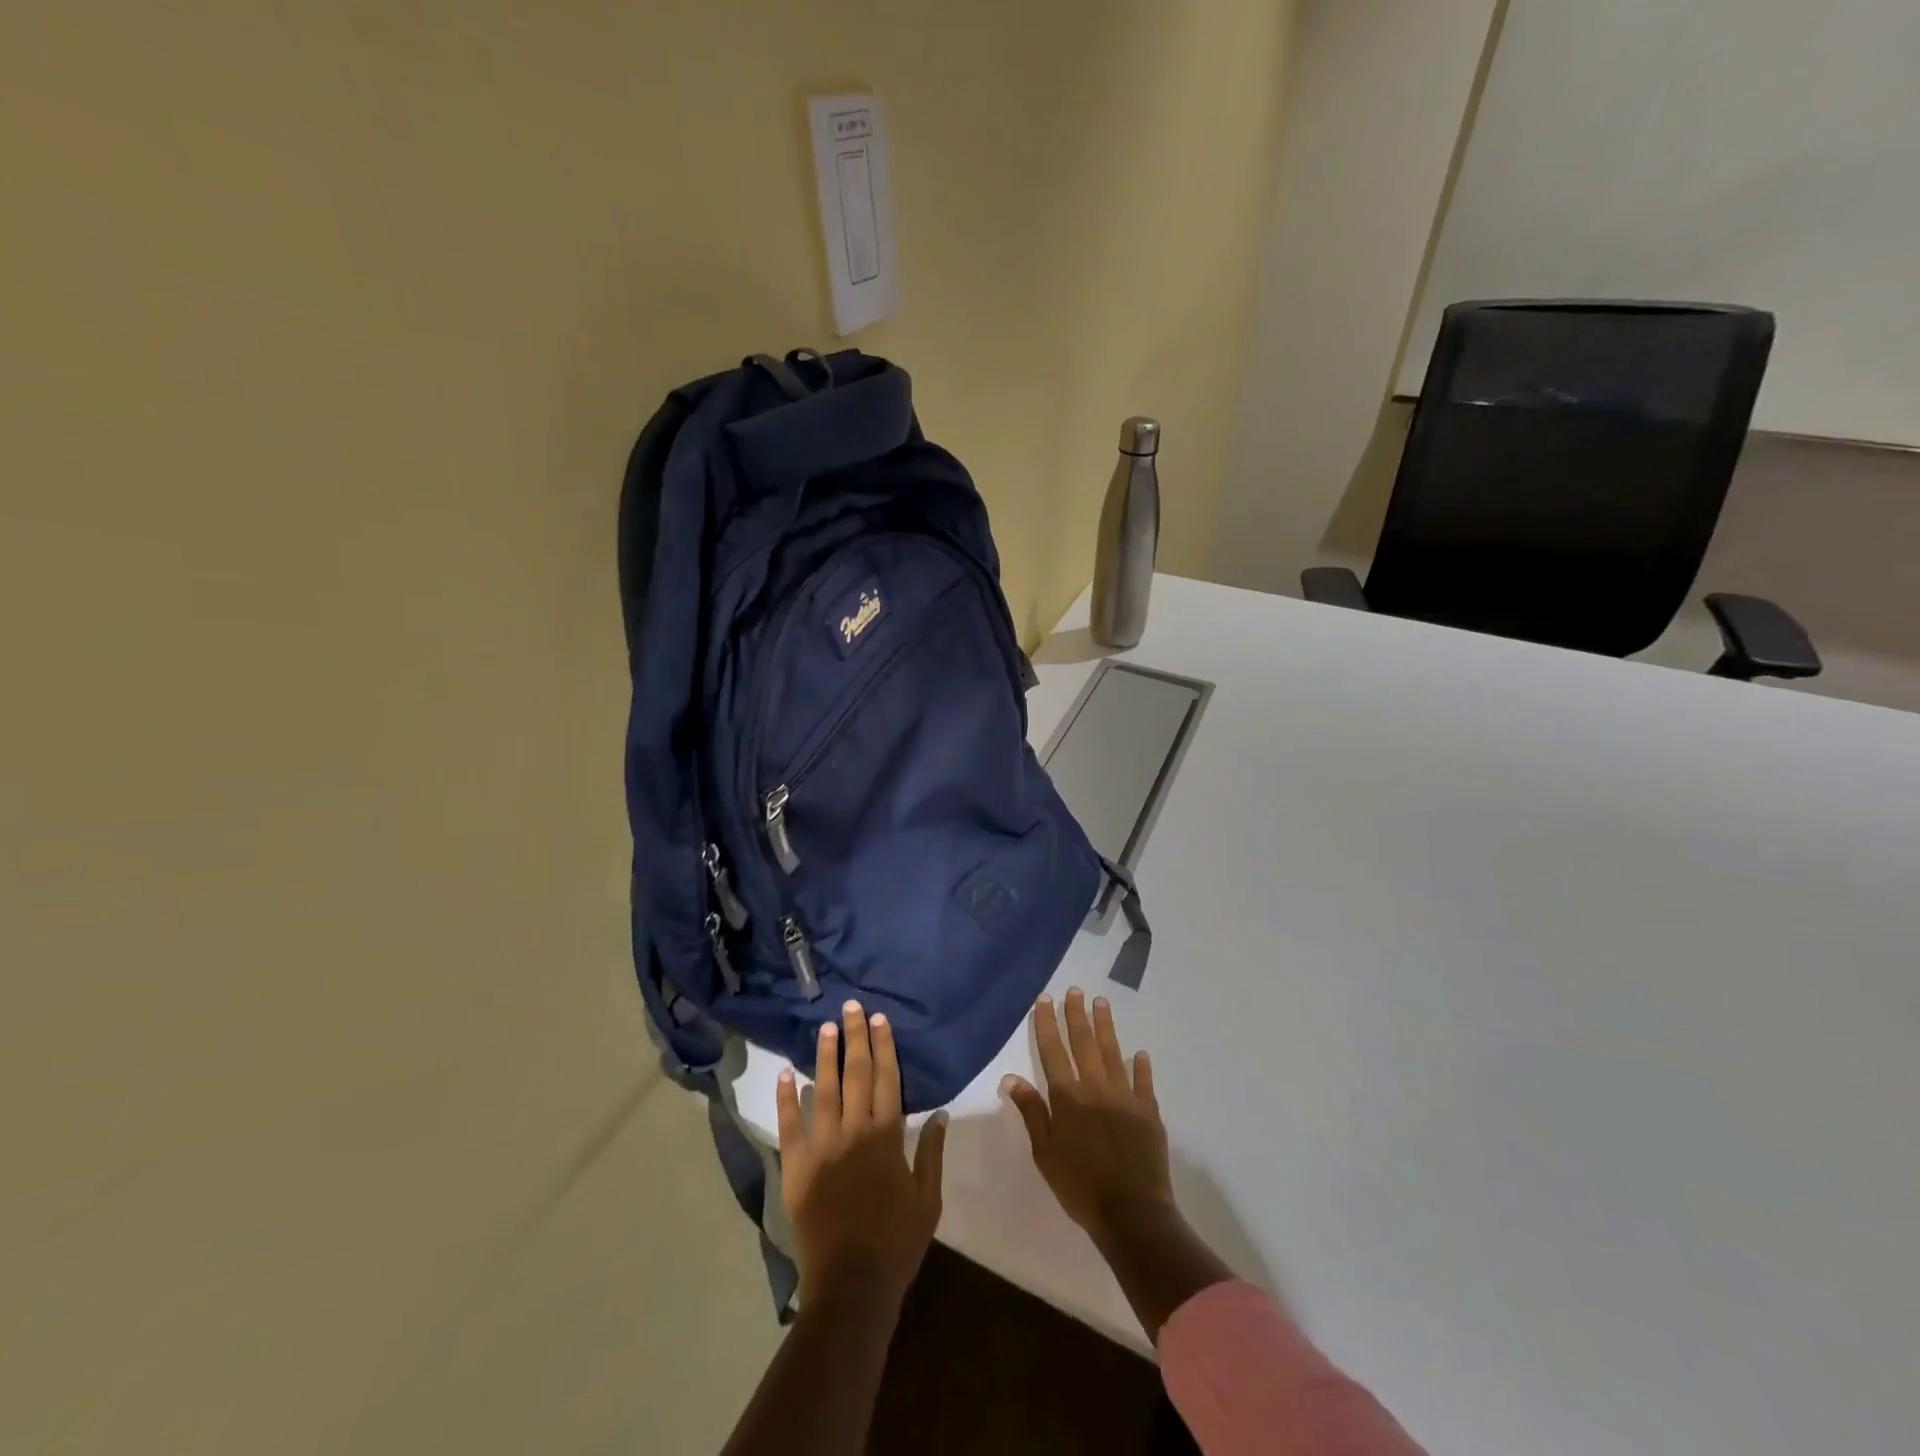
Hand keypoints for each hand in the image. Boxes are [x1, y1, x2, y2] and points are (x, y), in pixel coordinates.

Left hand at [777, 1000, 947, 1311]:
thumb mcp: (928, 1200)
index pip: (886, 1079)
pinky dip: (787, 1098)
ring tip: (826, 1027)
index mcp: (887, 1137)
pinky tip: (786, 1073)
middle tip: (853, 1007)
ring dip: (825, 1056)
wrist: (852, 1284)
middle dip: (856, 1038)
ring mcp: (822, 1147)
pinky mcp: (797, 1167)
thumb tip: (940, 1114)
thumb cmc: (896, 1242)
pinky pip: (789, 1126)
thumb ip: (933, 1154)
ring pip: (823, 1090)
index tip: (881, 1020)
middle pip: (856, 1074)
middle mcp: (854, 1132)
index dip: (884, 1047)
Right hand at [1001, 987, 1173, 1248]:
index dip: (1048, 1024)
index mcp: (1068, 1098)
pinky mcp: (1148, 1111)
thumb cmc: (1080, 1186)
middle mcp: (1095, 1088)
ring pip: (1113, 1053)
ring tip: (1101, 1002)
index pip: (1053, 1052)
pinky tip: (1139, 1053)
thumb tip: (1010, 1078)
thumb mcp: (1045, 1153)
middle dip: (1077, 1015)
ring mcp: (1125, 1097)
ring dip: (1106, 1026)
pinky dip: (1141, 1066)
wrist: (1131, 1214)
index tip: (1046, 999)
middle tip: (1075, 990)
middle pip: (1084, 1043)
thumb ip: (1032, 1112)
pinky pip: (1143, 1082)